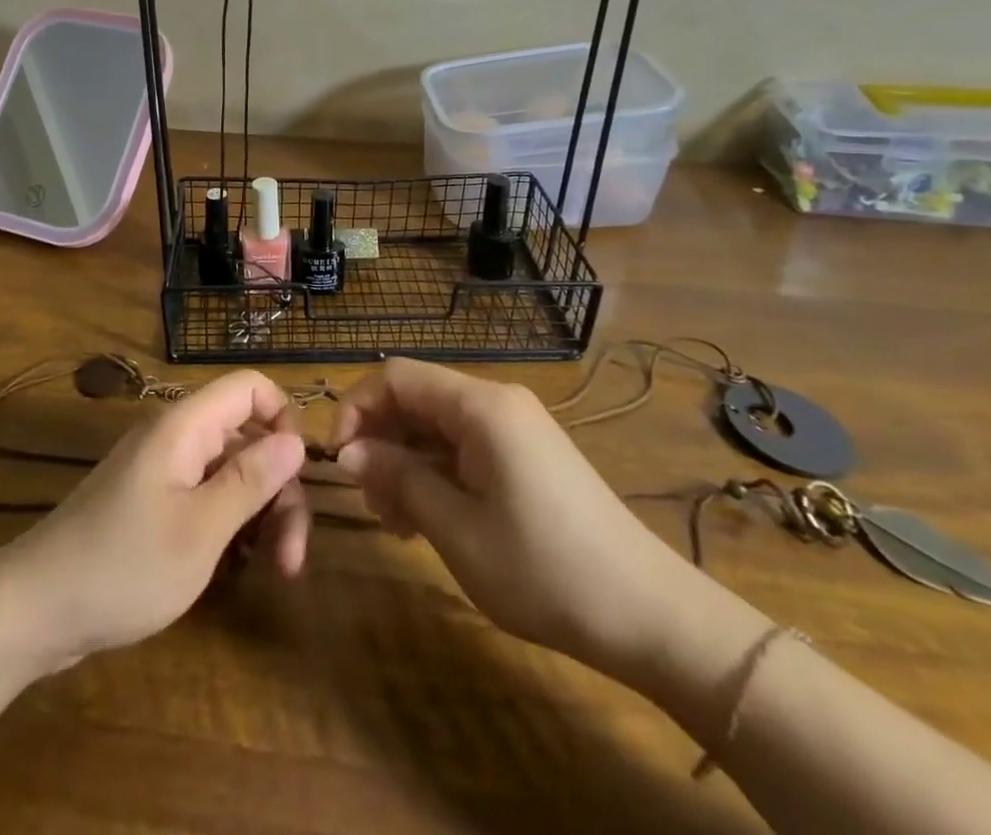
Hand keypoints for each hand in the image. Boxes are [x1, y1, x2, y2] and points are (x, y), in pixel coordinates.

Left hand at [0, 371, 309, 669]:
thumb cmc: (124, 566)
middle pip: (247, 438)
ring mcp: (163, 472)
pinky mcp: (153, 504)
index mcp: (185, 427)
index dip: (283, 418)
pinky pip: (206, 497)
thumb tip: (296, 439)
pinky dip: (230, 525)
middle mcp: (176, 438)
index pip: (249, 387)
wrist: (36, 610)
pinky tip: (238, 568)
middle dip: (278, 490)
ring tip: (274, 571)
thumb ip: (250, 479)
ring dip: (260, 515)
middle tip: (292, 559)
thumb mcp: (200, 529)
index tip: (298, 474)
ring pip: (230, 473)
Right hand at [334, 359, 721, 684]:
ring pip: (437, 424)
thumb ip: (399, 480)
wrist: (650, 615)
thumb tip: (350, 453)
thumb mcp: (457, 530)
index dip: (356, 407)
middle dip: (381, 441)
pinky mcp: (527, 454)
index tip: (340, 460)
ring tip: (398, 522)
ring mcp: (516, 427)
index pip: (395, 376)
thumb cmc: (545, 570)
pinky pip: (465, 445)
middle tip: (372, 503)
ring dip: (406, 462)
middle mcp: (497, 402)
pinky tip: (430, 518)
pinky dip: (437, 472)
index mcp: (480, 406)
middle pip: (416, 398)